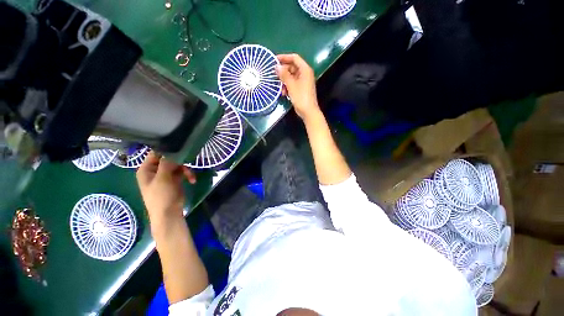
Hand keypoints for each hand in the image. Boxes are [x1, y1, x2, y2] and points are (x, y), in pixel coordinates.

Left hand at [136, 151, 195, 228]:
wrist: (169, 213)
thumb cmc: (161, 196)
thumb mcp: (162, 179)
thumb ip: (166, 163)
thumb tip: (172, 151)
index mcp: (147, 169)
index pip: (156, 153)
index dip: (167, 150)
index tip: (180, 149)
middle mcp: (155, 170)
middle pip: (169, 159)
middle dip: (180, 162)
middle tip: (187, 166)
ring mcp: (165, 175)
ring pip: (178, 165)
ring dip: (186, 170)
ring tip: (192, 177)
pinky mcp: (175, 179)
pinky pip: (182, 172)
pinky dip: (188, 175)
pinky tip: (192, 180)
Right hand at [276, 54, 321, 121]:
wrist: (308, 111)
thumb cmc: (300, 97)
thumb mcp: (291, 85)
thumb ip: (284, 75)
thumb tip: (277, 66)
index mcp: (305, 70)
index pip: (294, 58)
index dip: (284, 57)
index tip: (274, 60)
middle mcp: (305, 74)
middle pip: (292, 67)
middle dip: (283, 71)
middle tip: (274, 75)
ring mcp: (303, 82)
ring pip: (291, 77)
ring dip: (284, 81)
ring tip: (279, 87)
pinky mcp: (301, 89)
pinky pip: (293, 84)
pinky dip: (287, 86)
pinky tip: (283, 93)